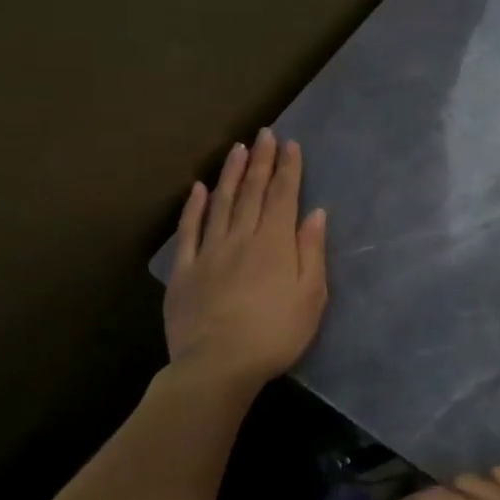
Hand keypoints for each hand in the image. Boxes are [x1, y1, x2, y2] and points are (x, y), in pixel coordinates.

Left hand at [164, 129, 327, 394]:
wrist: (218, 365)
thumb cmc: (275, 334)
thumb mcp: (311, 297)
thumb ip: (311, 252)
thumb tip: (315, 214)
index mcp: (275, 244)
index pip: (283, 197)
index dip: (288, 169)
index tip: (290, 144)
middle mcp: (242, 238)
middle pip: (252, 192)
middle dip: (260, 161)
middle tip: (264, 134)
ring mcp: (209, 252)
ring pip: (220, 203)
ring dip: (230, 174)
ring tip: (237, 149)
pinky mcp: (184, 270)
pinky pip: (189, 231)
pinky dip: (193, 207)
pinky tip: (198, 188)